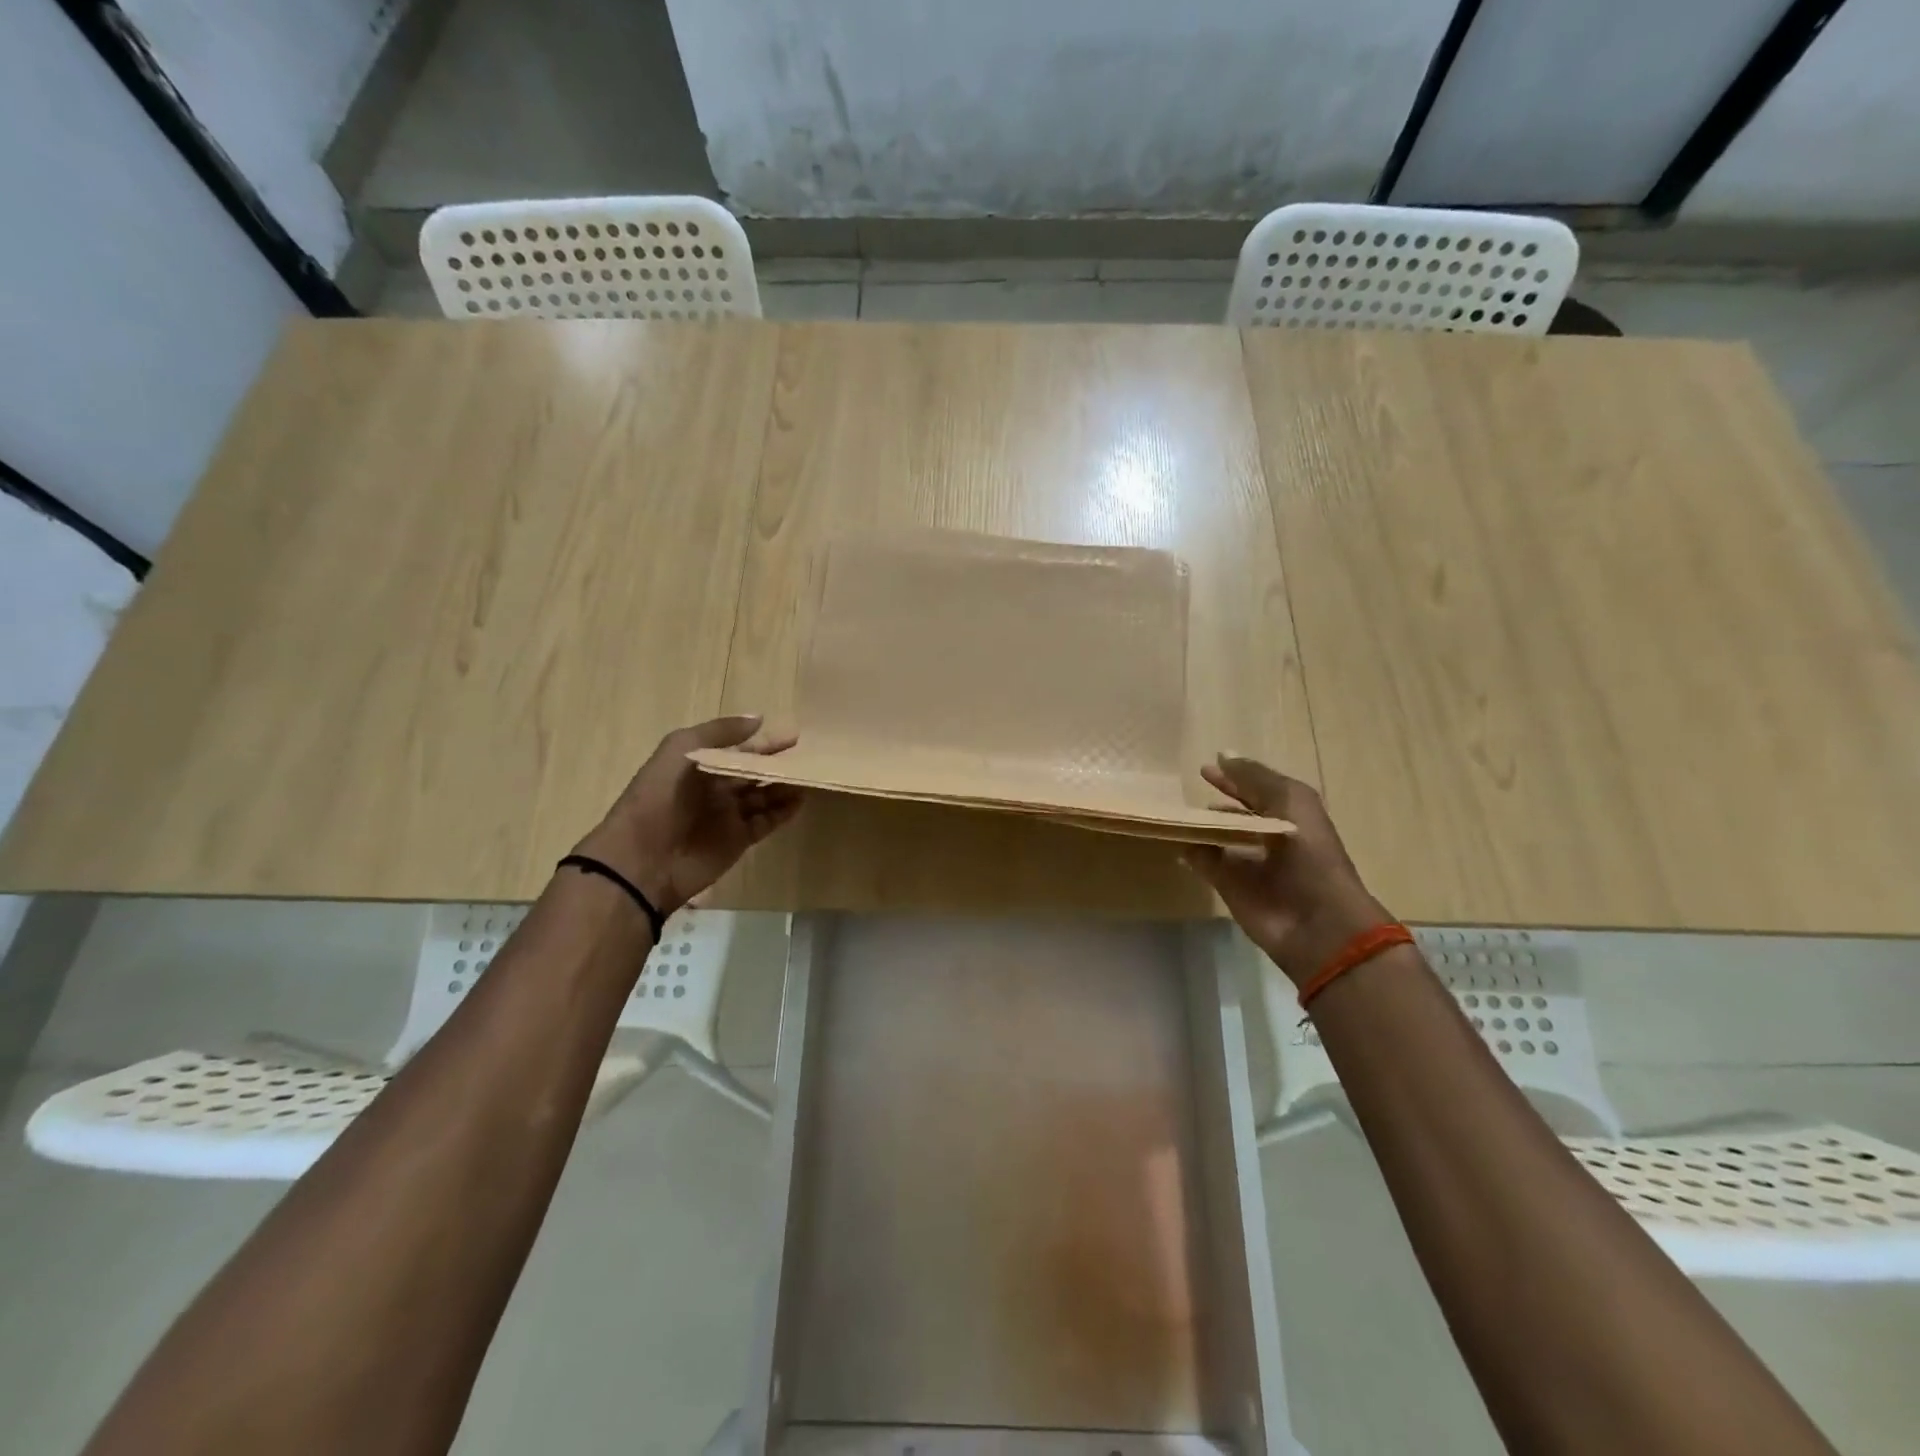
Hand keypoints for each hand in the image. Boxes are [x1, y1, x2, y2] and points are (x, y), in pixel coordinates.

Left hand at [573, 715, 801, 918]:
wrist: (643, 859)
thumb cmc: (660, 798)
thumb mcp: (681, 750)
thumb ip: (720, 732)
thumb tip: (759, 719)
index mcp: (700, 764)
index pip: (740, 748)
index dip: (766, 741)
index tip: (796, 735)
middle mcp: (716, 787)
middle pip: (755, 771)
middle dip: (780, 762)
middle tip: (812, 754)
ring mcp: (729, 815)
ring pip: (765, 795)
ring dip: (786, 786)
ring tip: (812, 775)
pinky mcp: (739, 840)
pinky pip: (767, 822)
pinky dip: (784, 811)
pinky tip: (802, 800)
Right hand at [1183, 755, 1389, 983]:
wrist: (1317, 921)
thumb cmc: (1309, 853)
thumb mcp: (1289, 801)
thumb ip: (1253, 778)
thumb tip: (1221, 755)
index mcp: (1290, 815)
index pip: (1257, 789)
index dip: (1234, 777)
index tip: (1205, 768)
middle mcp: (1268, 836)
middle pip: (1236, 813)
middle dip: (1216, 801)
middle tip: (1186, 789)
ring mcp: (1247, 862)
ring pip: (1217, 836)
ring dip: (1199, 825)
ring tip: (1173, 809)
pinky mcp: (1229, 886)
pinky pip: (1203, 861)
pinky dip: (1189, 850)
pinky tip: (1172, 836)